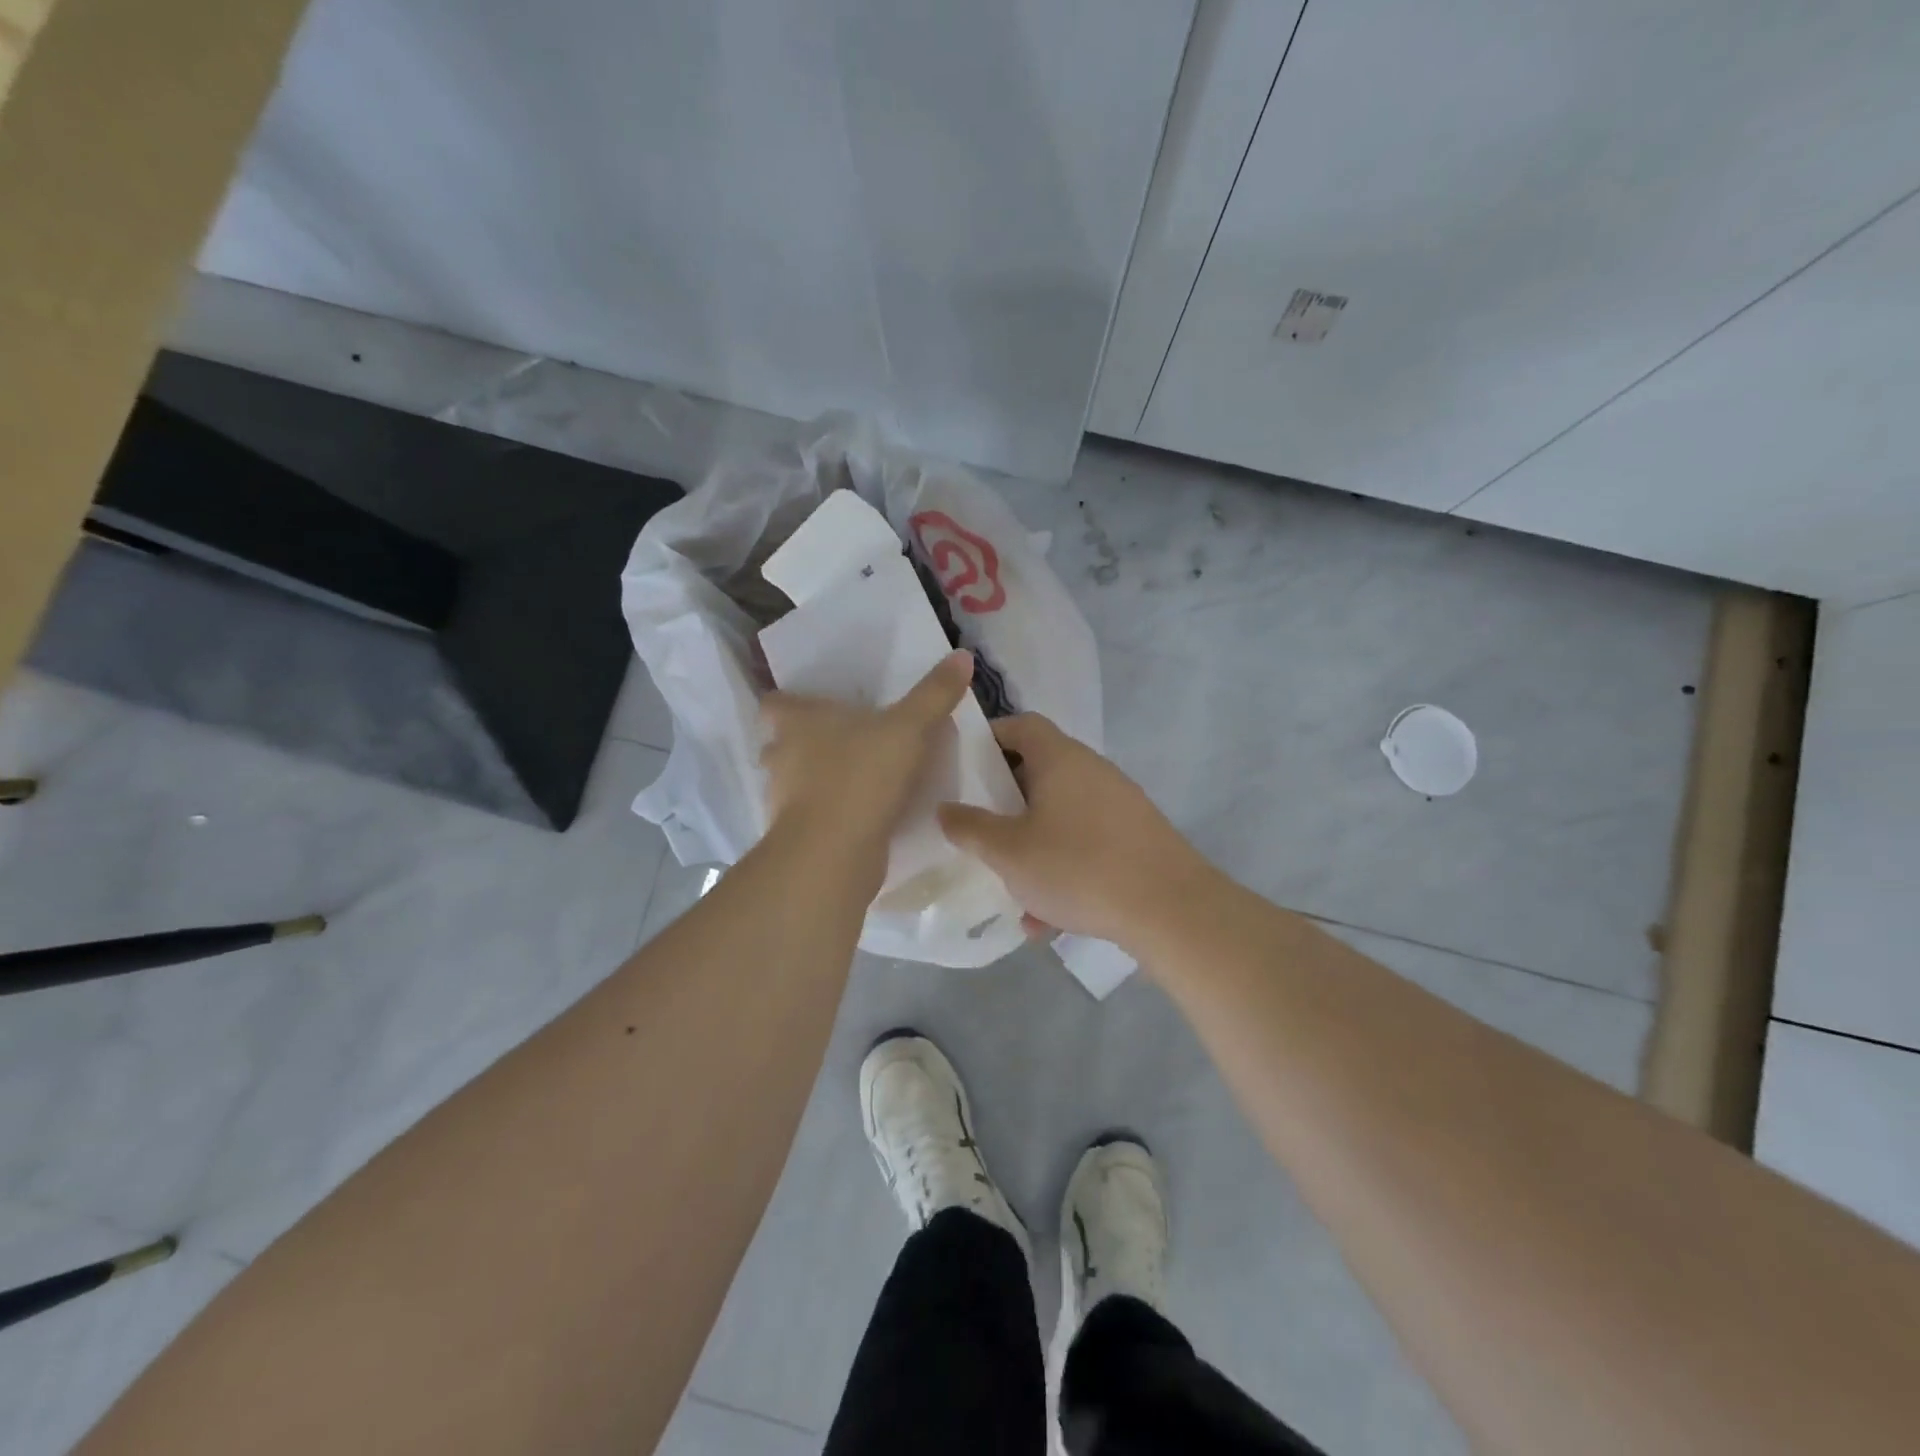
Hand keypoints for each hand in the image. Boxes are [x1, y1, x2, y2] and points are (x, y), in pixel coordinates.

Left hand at [759, 651, 974, 882]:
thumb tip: (962, 655)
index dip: (789, 702)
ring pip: (793, 782)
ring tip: (854, 779)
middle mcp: (781, 756)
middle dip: (803, 744)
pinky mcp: (796, 835)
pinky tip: (859, 816)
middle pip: (780, 743)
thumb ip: (934, 694)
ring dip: (816, 780)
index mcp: (797, 722)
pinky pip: (810, 816)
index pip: (775, 703)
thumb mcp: (909, 728)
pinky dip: (829, 814)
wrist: (834, 852)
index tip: (814, 706)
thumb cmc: (863, 775)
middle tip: (842, 742)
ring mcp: (783, 799)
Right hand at [937, 713, 1213, 947]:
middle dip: (1005, 803)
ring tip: (1012, 890)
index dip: (988, 737)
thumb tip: (945, 809)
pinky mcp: (1135, 837)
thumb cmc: (1078, 866)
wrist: (1170, 908)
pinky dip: (1063, 868)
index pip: (1021, 725)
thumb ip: (970, 827)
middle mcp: (1092, 770)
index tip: (962, 765)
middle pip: (1039, 771)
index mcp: (1060, 758)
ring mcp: (1118, 803)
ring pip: (1060, 816)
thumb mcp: (1009, 852)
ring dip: (1032, 845)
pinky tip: (1049, 919)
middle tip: (980, 829)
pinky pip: (1085, 843)